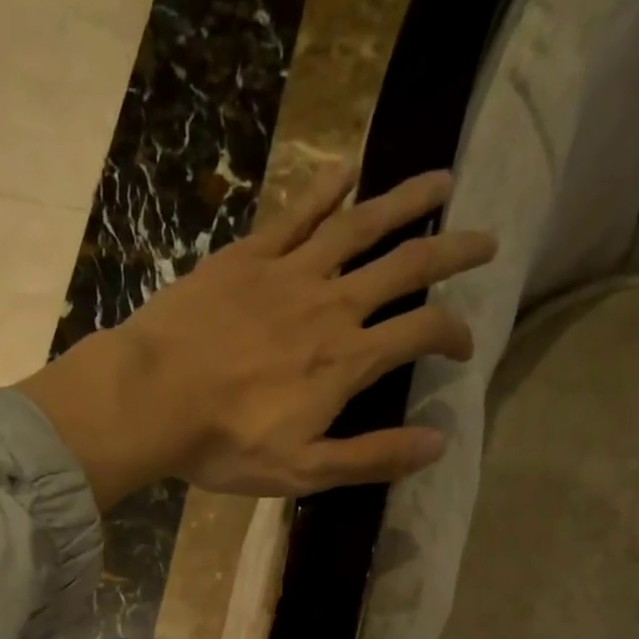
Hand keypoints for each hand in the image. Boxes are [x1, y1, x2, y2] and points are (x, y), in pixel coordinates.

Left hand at [19, 165, 496, 509]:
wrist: (151, 399)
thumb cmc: (225, 444)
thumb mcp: (303, 469)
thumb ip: (371, 456)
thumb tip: (438, 444)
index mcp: (347, 360)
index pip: (421, 334)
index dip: (453, 335)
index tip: (464, 346)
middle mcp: (331, 305)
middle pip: (406, 266)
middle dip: (452, 252)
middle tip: (486, 239)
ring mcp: (288, 273)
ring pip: (360, 225)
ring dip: (405, 201)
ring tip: (441, 181)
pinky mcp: (247, 256)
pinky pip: (296, 213)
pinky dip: (326, 189)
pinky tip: (349, 169)